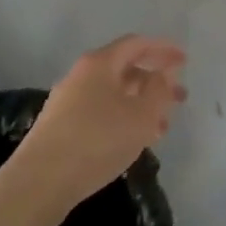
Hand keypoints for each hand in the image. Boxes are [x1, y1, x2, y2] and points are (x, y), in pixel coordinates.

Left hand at [16, 35, 186, 214]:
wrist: (39, 182)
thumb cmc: (97, 141)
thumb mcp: (140, 115)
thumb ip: (159, 90)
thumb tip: (163, 73)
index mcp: (100, 63)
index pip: (137, 44)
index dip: (163, 49)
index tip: (185, 61)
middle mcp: (82, 75)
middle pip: (125, 69)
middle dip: (155, 82)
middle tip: (180, 99)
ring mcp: (68, 101)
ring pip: (114, 94)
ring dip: (141, 105)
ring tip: (161, 128)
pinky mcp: (61, 126)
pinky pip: (101, 112)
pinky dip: (123, 120)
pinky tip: (134, 142)